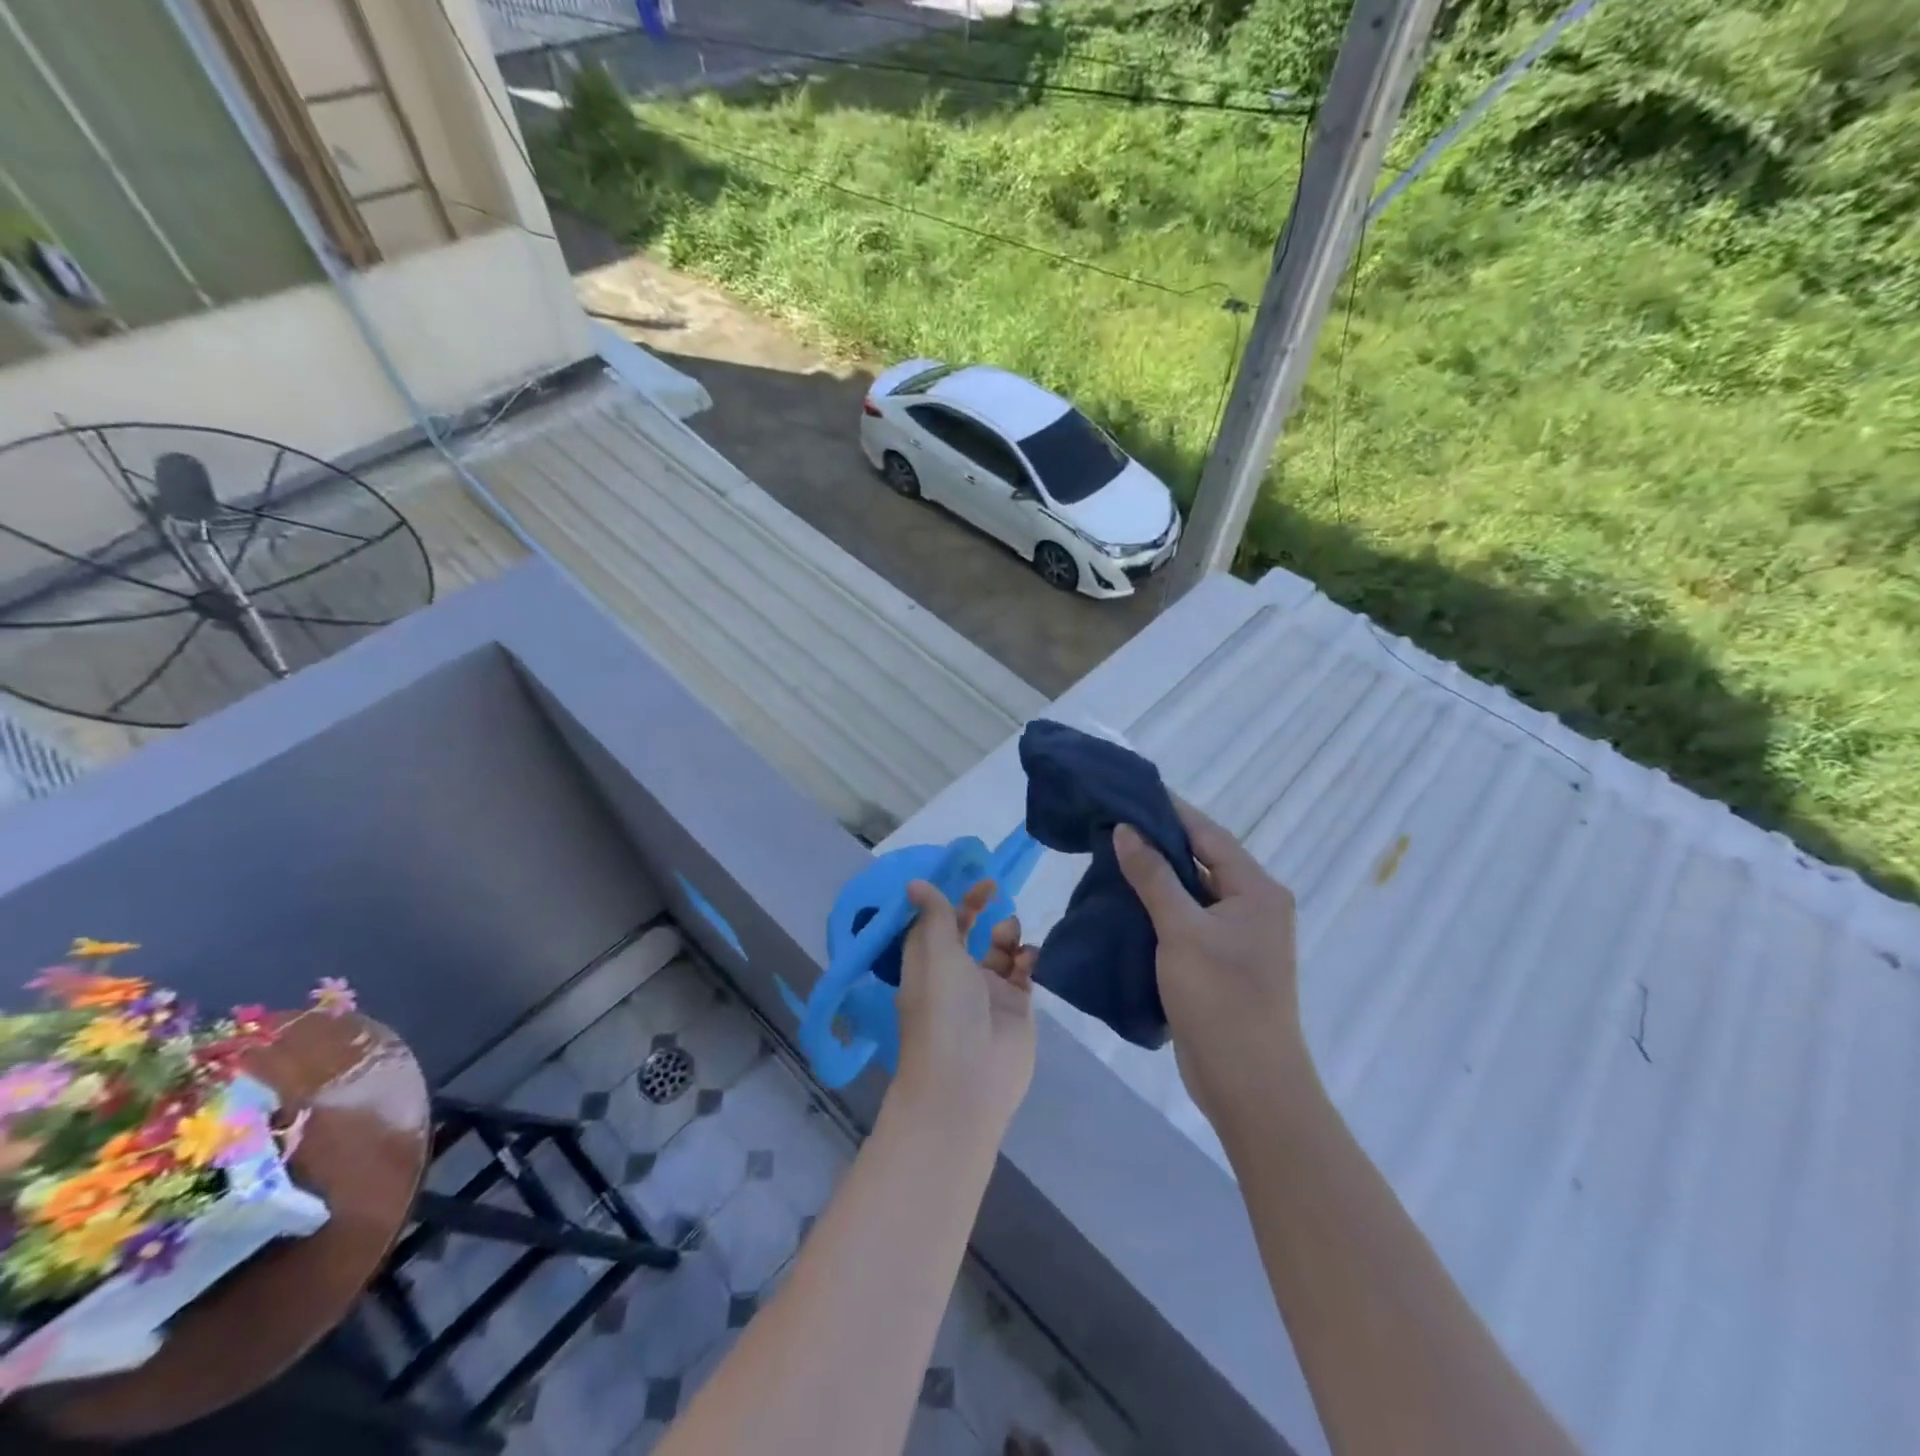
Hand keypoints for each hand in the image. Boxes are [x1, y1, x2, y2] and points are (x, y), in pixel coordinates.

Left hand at [892, 879, 1036, 1140]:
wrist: (969, 1080)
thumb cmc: (944, 1009)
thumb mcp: (935, 953)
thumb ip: (936, 916)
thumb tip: (915, 883)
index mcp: (927, 964)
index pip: (936, 924)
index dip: (949, 899)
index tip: (966, 879)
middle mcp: (955, 976)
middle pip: (968, 934)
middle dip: (979, 910)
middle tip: (995, 890)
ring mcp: (987, 993)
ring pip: (999, 951)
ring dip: (1006, 934)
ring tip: (1009, 935)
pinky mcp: (1015, 1009)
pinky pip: (1023, 973)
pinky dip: (1027, 958)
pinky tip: (1028, 957)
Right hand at [1112, 802, 1306, 1133]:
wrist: (1248, 1084)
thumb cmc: (1221, 999)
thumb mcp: (1182, 930)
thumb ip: (1154, 876)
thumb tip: (1127, 829)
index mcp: (1256, 889)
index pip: (1208, 834)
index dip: (1169, 810)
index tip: (1128, 791)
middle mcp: (1251, 905)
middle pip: (1200, 859)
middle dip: (1157, 841)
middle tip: (1110, 822)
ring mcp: (1236, 936)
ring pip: (1190, 891)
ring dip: (1155, 875)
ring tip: (1108, 854)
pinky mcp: (1219, 961)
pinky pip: (1186, 919)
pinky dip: (1157, 906)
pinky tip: (1123, 900)